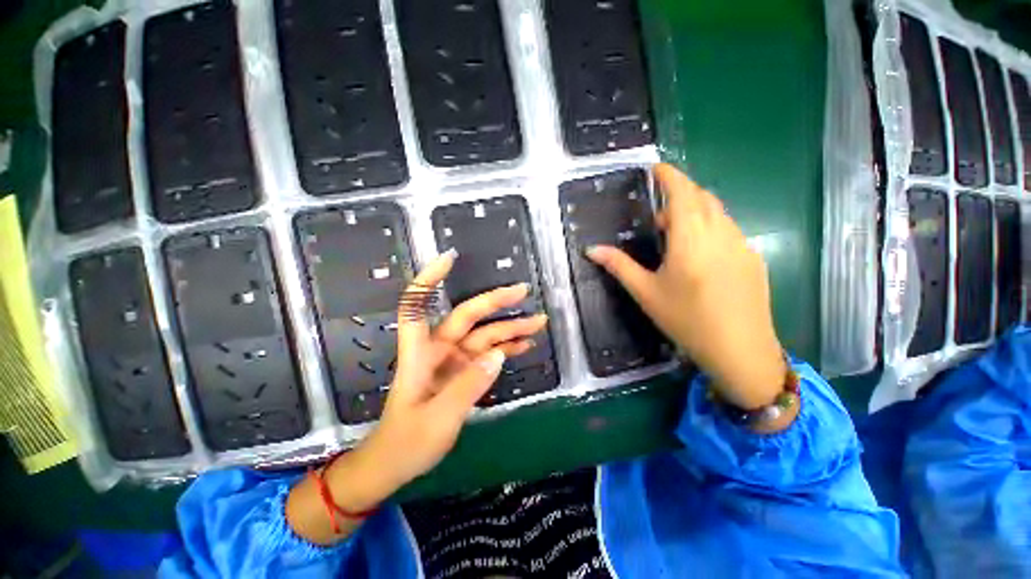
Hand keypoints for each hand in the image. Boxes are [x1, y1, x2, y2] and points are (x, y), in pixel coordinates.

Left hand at [289, 251, 546, 543]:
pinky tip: (525, 345)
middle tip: (523, 291)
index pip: (417, 305)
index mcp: (420, 353)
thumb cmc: (407, 442)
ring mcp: (452, 362)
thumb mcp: (438, 419)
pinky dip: (505, 349)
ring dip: (509, 329)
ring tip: (538, 322)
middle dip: (494, 302)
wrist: (395, 465)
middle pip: (466, 316)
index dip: (430, 280)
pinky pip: (487, 355)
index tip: (450, 258)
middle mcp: (437, 350)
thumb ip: (468, 386)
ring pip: (483, 336)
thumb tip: (497, 355)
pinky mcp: (463, 374)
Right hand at [587, 163, 785, 409]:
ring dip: (695, 212)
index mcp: (691, 238)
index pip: (682, 193)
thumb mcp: (646, 292)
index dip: (669, 176)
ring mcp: (742, 244)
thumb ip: (618, 266)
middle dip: (680, 194)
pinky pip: (729, 229)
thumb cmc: (686, 320)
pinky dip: (710, 228)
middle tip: (657, 215)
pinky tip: (700, 255)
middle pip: (702, 197)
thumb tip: (591, 249)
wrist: (740, 350)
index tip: (656, 167)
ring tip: (675, 236)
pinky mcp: (753, 258)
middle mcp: (721, 232)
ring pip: (718, 212)